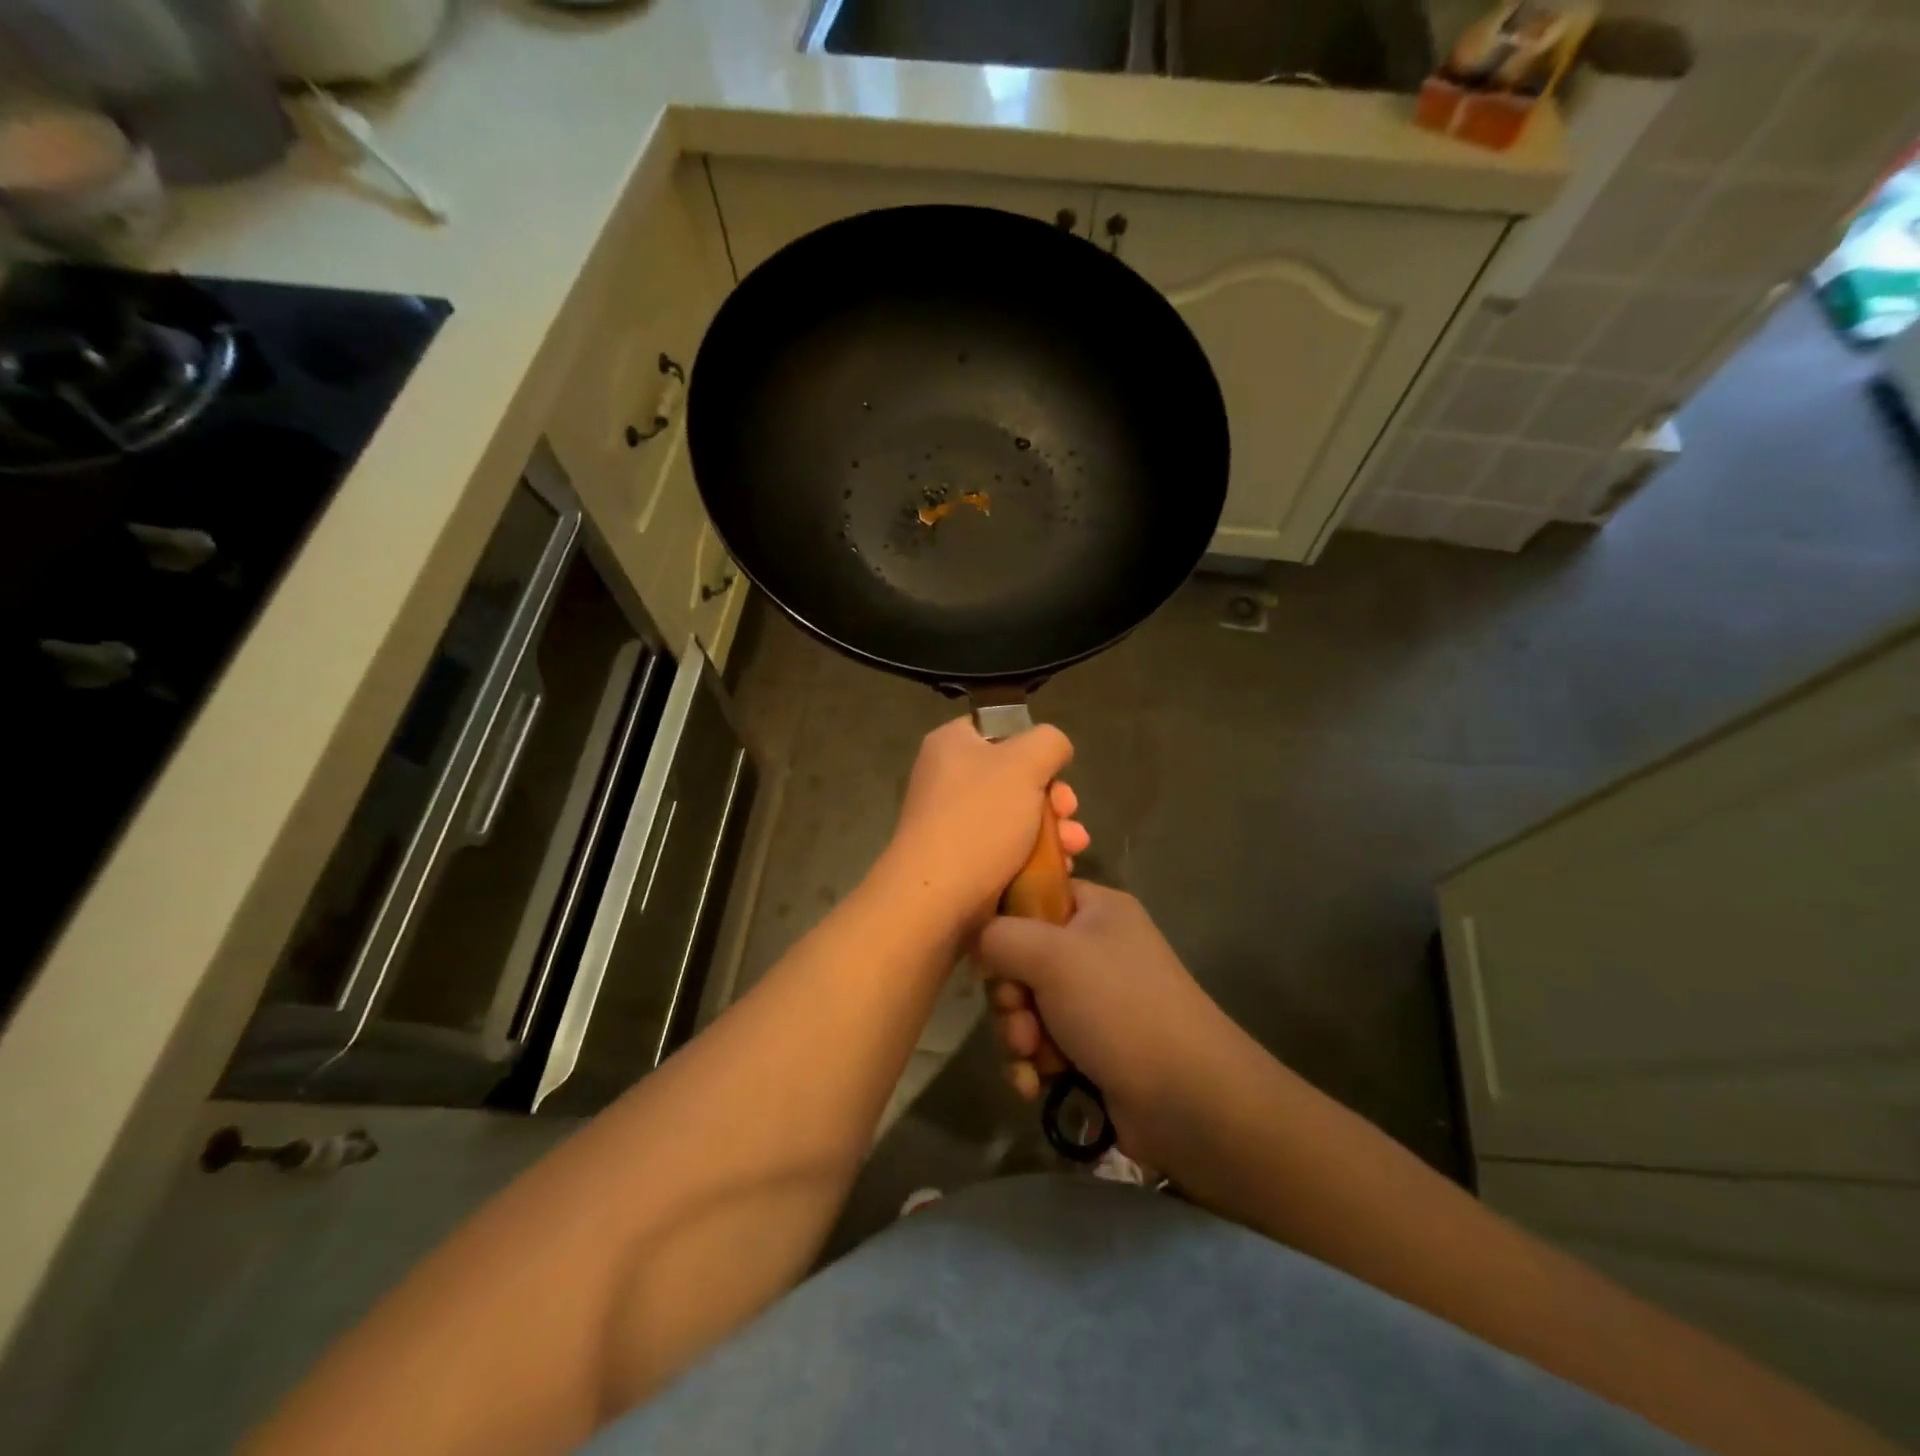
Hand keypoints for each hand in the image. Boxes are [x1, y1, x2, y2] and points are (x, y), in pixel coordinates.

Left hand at [878, 716, 1090, 929]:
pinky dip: (1035, 854)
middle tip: (1070, 811)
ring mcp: (953, 820)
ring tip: (1075, 846)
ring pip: (1018, 814)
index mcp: (952, 744)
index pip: (1000, 728)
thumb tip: (1053, 750)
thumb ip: (1048, 743)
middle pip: (1016, 775)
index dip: (1034, 746)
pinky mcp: (963, 858)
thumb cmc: (979, 819)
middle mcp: (948, 777)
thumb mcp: (1024, 764)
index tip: (1056, 770)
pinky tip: (1060, 867)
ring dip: (1054, 828)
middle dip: (1054, 796)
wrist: (937, 898)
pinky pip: (1007, 847)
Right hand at [974, 882, 1228, 1166]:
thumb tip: (978, 941)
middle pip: (1021, 958)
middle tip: (1022, 1018)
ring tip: (1034, 1057)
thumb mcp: (1051, 955)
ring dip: (1018, 1034)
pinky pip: (1042, 1044)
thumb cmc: (1119, 1007)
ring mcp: (1095, 1001)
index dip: (1004, 921)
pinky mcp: (1092, 1047)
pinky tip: (1036, 1083)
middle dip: (1011, 996)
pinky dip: (1033, 1063)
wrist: (1188, 1100)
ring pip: (1027, 1006)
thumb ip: (999, 935)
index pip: (1034, 894)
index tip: (989, 952)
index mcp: (1096, 910)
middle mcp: (1095, 949)